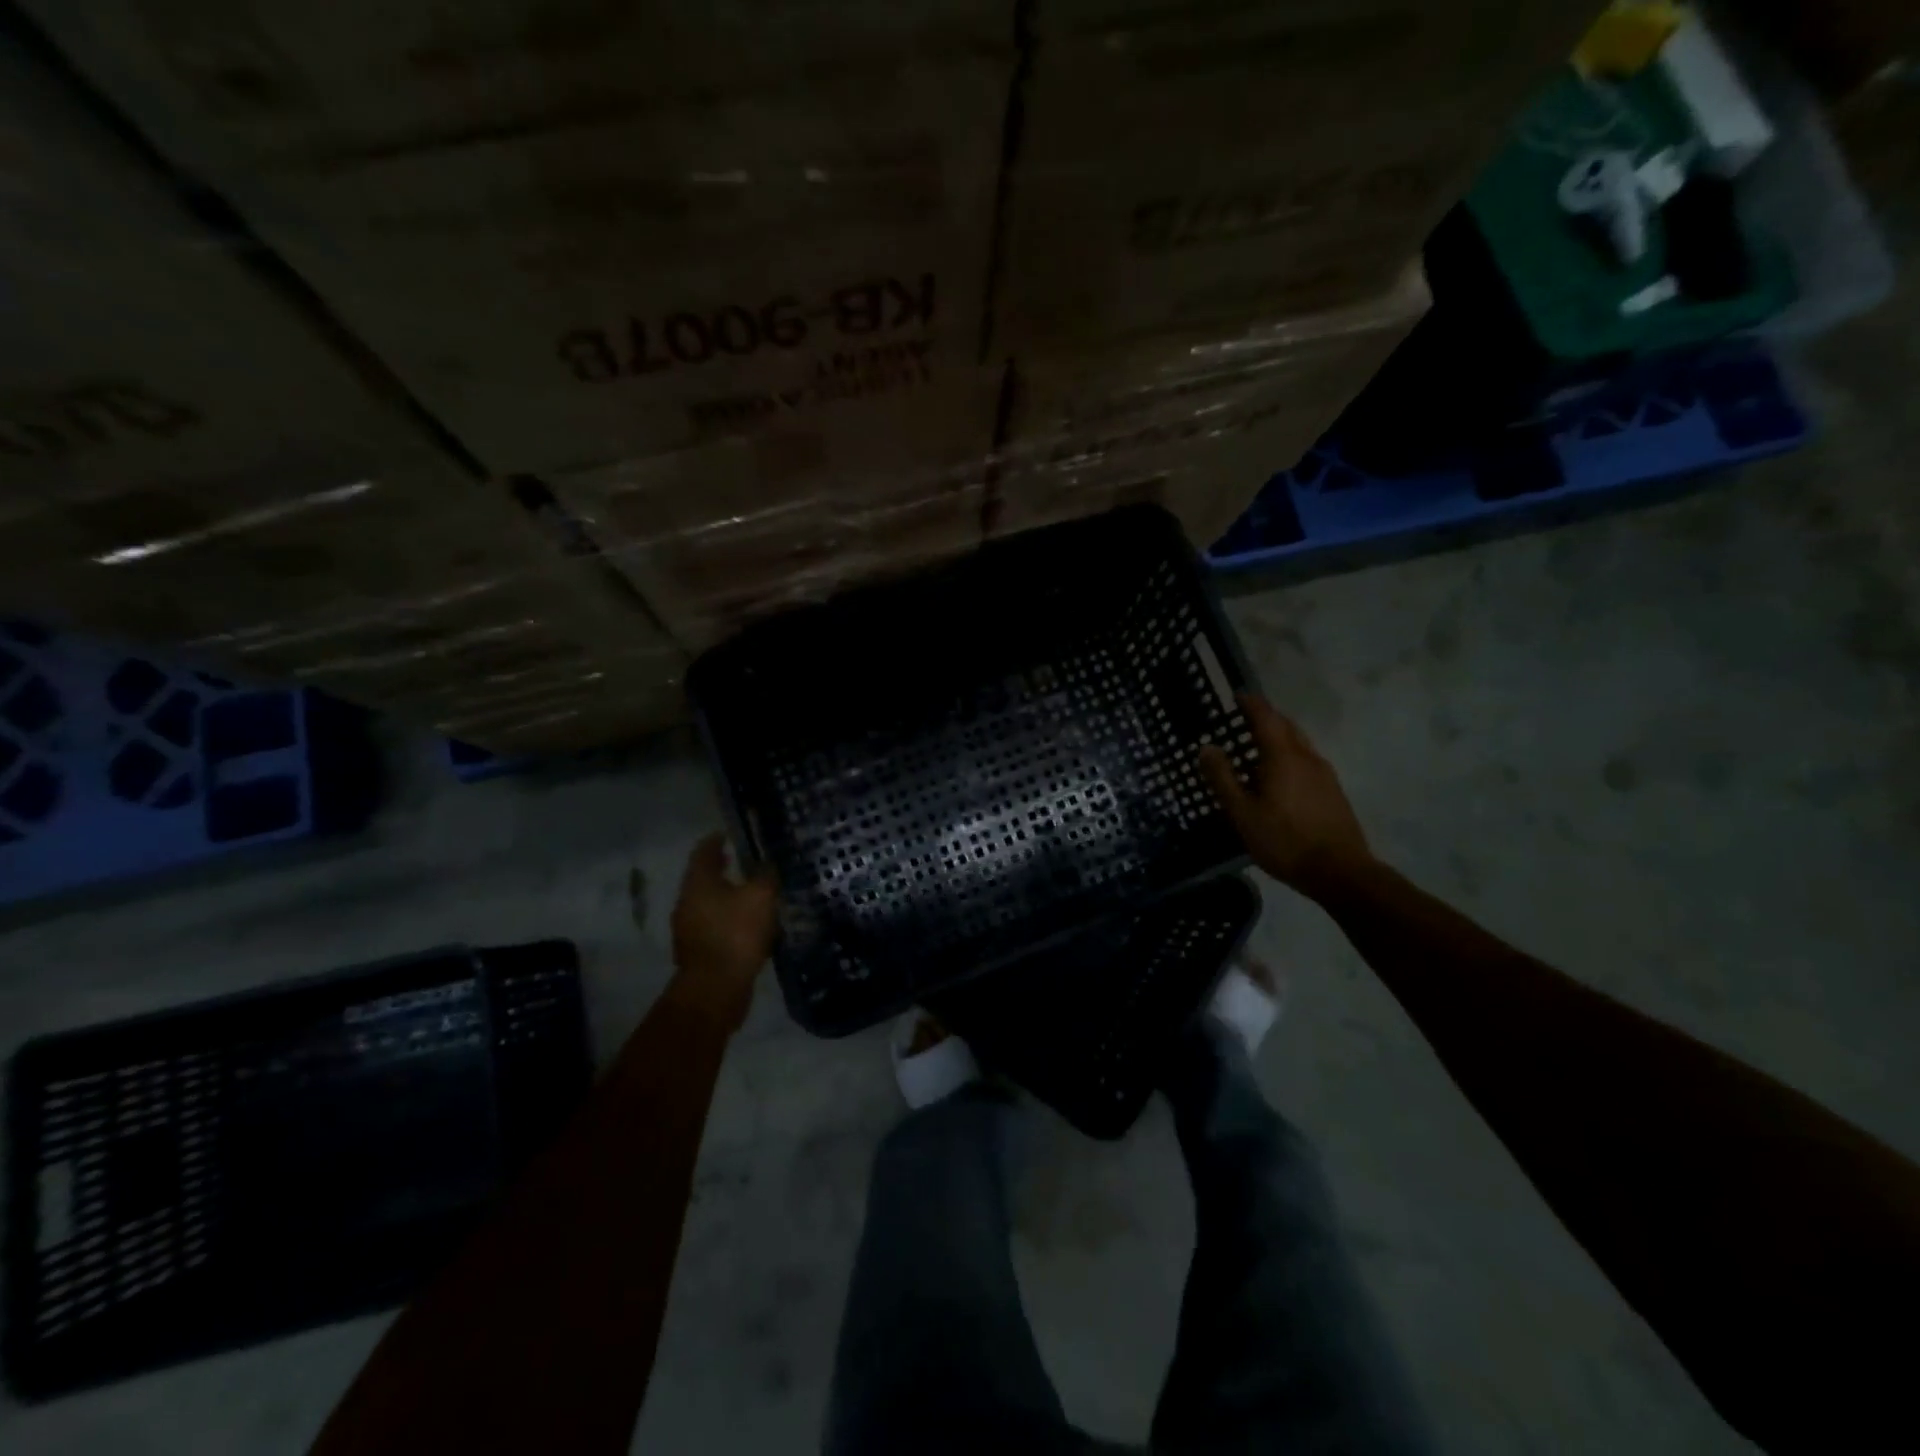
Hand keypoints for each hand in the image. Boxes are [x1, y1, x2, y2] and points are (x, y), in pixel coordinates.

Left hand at [666, 832, 779, 1029]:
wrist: (715, 988)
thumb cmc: (736, 933)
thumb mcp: (761, 897)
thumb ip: (766, 876)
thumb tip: (767, 864)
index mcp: (698, 883)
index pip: (703, 852)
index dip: (716, 841)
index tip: (727, 834)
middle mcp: (687, 902)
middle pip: (703, 878)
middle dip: (720, 869)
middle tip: (740, 862)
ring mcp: (689, 929)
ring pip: (708, 903)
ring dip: (725, 896)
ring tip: (750, 894)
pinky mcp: (698, 951)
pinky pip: (714, 926)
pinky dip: (728, 919)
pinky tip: (747, 925)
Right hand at [1199, 695, 1375, 900]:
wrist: (1340, 872)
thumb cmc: (1284, 840)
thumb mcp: (1242, 812)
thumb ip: (1223, 778)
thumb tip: (1207, 747)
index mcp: (1283, 757)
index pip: (1266, 718)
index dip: (1251, 704)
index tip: (1237, 695)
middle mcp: (1307, 757)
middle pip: (1286, 727)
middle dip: (1265, 718)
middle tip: (1243, 719)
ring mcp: (1324, 774)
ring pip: (1298, 744)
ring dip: (1278, 738)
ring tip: (1256, 748)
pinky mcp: (1332, 792)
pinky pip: (1306, 761)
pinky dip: (1288, 756)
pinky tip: (1277, 778)